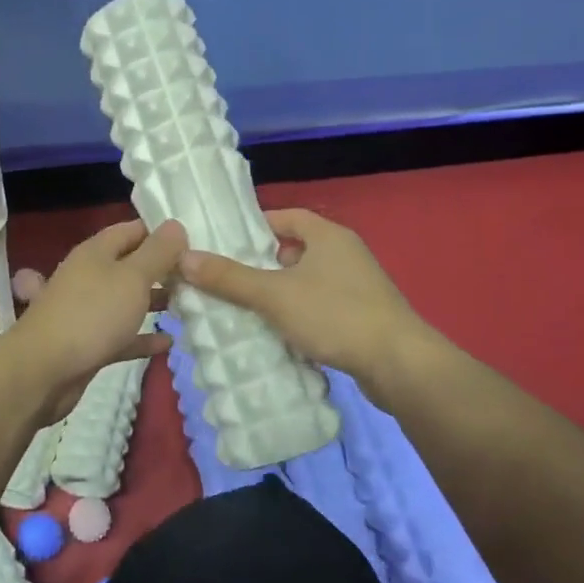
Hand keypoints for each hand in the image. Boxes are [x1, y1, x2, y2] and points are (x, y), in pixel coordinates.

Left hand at [7, 218, 185, 422]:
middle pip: (129, 266)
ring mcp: (86, 311)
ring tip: (187, 305)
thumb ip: (157, 252)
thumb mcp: (132, 277)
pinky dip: (142, 337)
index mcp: (95, 252)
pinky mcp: (88, 343)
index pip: (131, 230)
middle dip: (160, 270)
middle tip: (196, 278)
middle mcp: (89, 276)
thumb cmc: (92, 314)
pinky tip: (167, 342)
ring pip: (125, 300)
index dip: (160, 233)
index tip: (192, 243)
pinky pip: (121, 335)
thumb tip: (175, 225)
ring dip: (152, 302)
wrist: (45, 370)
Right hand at [176, 208, 430, 390]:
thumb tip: (184, 258)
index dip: (257, 225)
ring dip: (279, 293)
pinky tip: (278, 334)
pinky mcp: (363, 317)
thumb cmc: (335, 315)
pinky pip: (320, 307)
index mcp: (329, 236)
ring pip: (307, 282)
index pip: (287, 217)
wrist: (399, 365)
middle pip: (295, 250)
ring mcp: (358, 287)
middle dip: (262, 264)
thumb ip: (229, 277)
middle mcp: (346, 254)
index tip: (227, 241)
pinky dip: (298, 315)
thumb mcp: (274, 294)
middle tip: (228, 278)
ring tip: (245, 308)